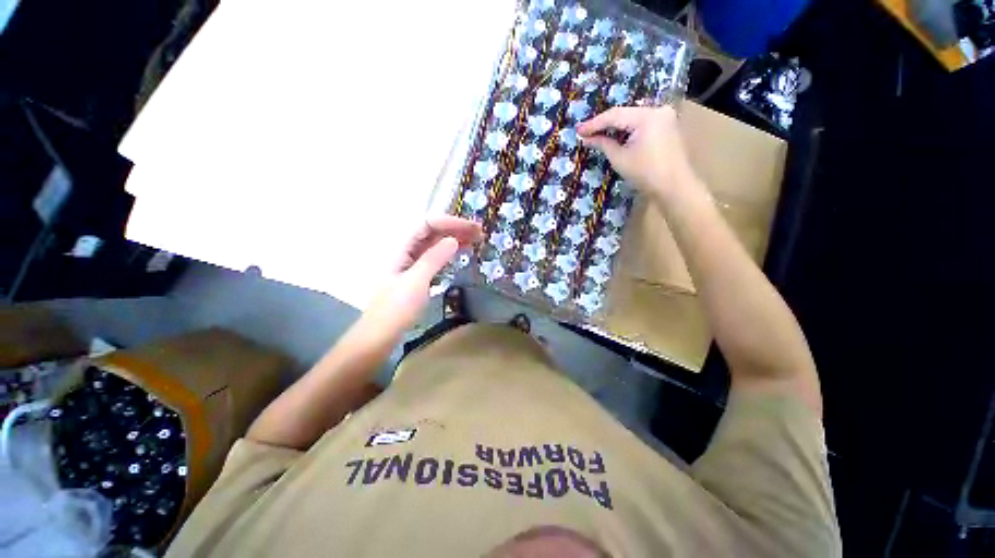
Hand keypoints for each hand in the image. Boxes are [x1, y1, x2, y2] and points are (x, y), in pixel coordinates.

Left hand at [363, 216, 481, 335]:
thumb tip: (453, 239)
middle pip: (432, 231)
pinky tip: (459, 254)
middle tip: (480, 233)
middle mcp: (407, 252)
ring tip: (475, 241)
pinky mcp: (417, 276)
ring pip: (435, 244)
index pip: (428, 223)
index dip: (451, 222)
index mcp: (402, 248)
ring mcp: (412, 264)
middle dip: (456, 228)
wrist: (379, 336)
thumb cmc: (395, 309)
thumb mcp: (416, 282)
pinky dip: (449, 253)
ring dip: (454, 239)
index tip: (473, 228)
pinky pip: (435, 258)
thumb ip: (434, 259)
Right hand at [577, 106, 697, 199]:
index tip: (578, 131)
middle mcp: (658, 110)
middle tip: (585, 132)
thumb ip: (603, 144)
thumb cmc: (645, 173)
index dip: (594, 123)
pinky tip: (615, 137)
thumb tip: (586, 138)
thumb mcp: (619, 158)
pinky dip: (628, 131)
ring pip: (633, 118)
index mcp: (647, 116)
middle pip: (625, 114)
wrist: (674, 187)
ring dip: (615, 127)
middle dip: (604, 124)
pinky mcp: (667, 127)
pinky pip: (642, 124)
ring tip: (596, 135)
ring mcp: (665, 118)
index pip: (615, 115)